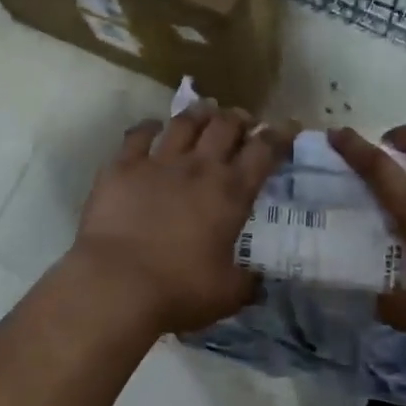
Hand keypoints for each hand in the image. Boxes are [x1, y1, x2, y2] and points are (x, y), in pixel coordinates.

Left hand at [69, 103, 293, 335]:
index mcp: (231, 193)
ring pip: (184, 123)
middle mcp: (199, 168)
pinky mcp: (121, 167)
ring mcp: (158, 163)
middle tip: (243, 120)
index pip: (264, 151)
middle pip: (225, 126)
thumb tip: (259, 282)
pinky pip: (138, 135)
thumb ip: (247, 283)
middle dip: (239, 119)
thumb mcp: (226, 294)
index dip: (279, 135)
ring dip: (199, 114)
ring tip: (205, 111)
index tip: (287, 126)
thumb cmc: (179, 290)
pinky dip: (148, 127)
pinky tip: (152, 127)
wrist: (117, 284)